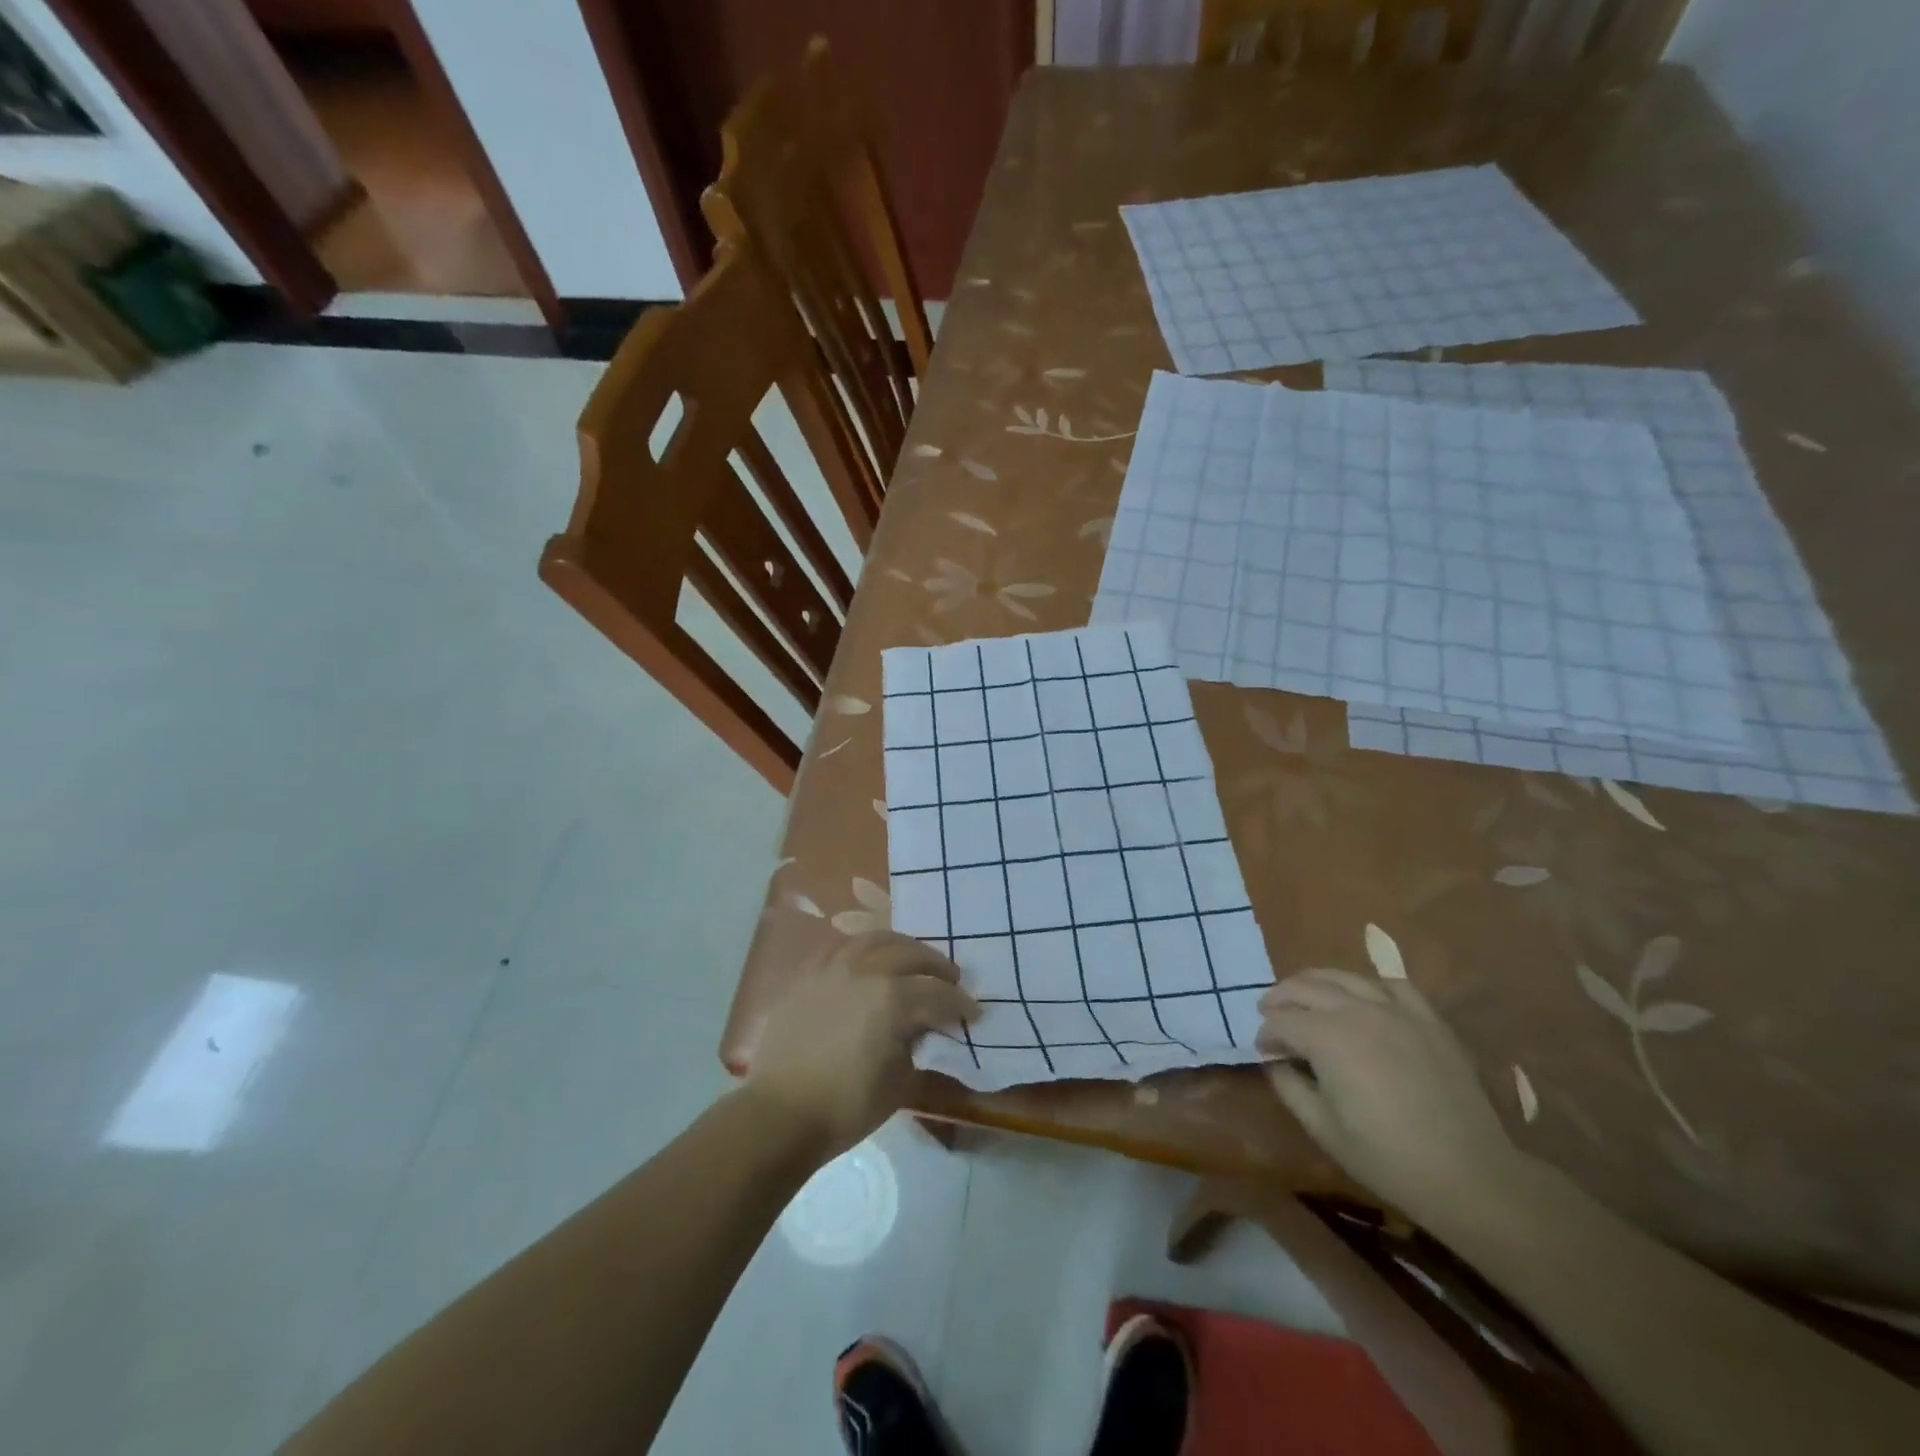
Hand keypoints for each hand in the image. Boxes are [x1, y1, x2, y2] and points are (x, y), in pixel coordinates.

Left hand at [744, 930, 978, 1158]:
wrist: (780, 1114)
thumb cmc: (846, 1106)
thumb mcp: (900, 1082)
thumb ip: (917, 1045)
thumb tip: (922, 1029)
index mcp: (892, 998)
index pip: (938, 993)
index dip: (960, 1004)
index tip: (973, 1013)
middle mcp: (865, 971)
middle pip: (910, 954)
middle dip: (936, 966)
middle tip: (950, 979)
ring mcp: (832, 968)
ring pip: (874, 939)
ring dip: (901, 947)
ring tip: (912, 959)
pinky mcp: (808, 974)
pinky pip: (841, 947)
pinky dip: (863, 948)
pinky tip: (869, 960)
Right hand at [1258, 968, 1525, 1225]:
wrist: (1470, 1176)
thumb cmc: (1387, 1158)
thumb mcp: (1322, 1128)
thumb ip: (1289, 1085)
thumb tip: (1275, 1059)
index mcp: (1327, 1038)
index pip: (1281, 1020)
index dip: (1266, 1033)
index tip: (1264, 1050)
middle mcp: (1357, 1011)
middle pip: (1305, 987)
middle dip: (1280, 998)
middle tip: (1270, 1014)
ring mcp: (1397, 1011)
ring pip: (1344, 977)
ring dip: (1316, 983)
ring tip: (1306, 996)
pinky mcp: (1428, 1019)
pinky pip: (1392, 984)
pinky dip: (1369, 986)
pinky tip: (1363, 1000)